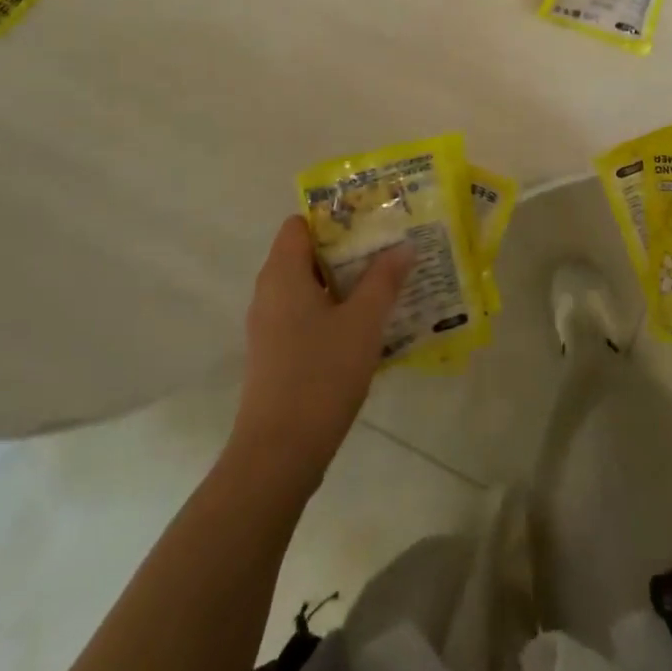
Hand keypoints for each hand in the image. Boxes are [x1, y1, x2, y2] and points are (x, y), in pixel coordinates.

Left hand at [231, 216, 411, 484]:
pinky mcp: (276, 354)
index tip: (372, 221)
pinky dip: (335, 310)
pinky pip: (307, 316)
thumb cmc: (321, 374)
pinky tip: (369, 325)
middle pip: (307, 254)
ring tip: (388, 283)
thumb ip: (384, 279)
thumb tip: (402, 246)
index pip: (300, 224)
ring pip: (309, 288)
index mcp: (282, 274)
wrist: (279, 452)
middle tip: (390, 249)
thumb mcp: (363, 322)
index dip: (334, 217)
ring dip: (346, 283)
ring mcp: (270, 326)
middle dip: (348, 250)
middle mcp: (269, 293)